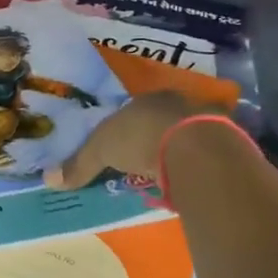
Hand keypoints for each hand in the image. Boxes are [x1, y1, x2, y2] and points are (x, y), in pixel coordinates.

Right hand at [45, 90, 221, 188]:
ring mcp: (207, 120)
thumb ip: (78, 165)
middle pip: (162, 119)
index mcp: (146, 99)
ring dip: (179, 149)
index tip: (121, 145)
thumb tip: (48, 179)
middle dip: (154, 136)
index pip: (133, 110)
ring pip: (188, 133)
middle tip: (143, 159)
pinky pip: (208, 152)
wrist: (194, 148)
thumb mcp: (100, 151)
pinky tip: (190, 177)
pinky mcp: (229, 141)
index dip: (125, 126)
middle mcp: (178, 102)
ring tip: (168, 172)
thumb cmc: (139, 138)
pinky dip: (198, 163)